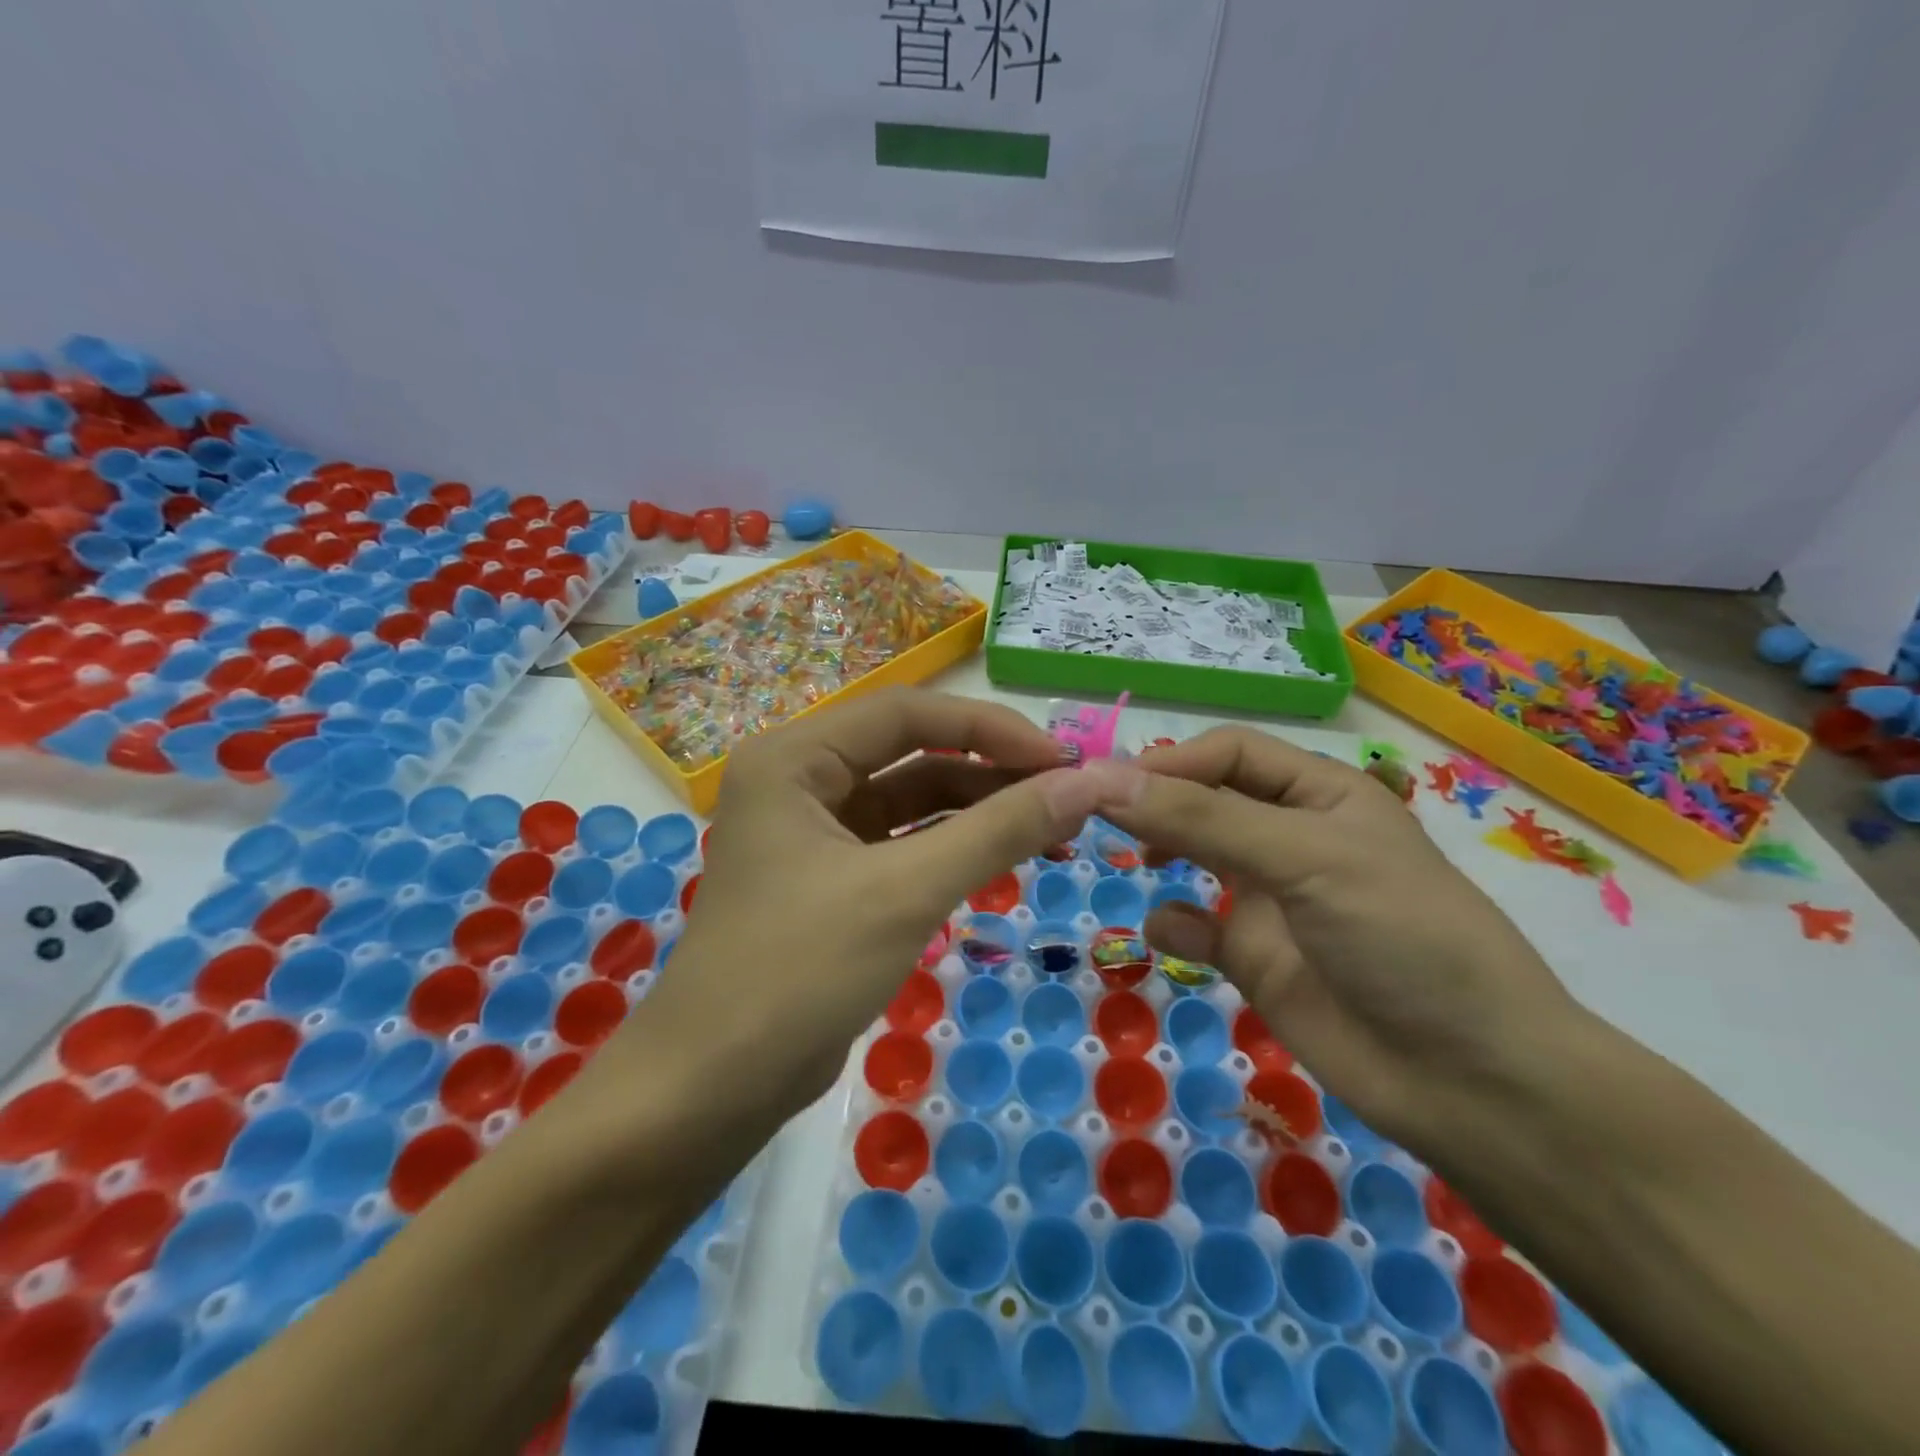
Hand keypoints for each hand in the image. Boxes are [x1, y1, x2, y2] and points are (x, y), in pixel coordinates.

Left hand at [633, 689, 1148, 1120]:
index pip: (907, 713)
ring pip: (912, 800)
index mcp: (794, 758)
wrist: (712, 1089)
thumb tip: (1087, 783)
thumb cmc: (797, 973)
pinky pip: (904, 843)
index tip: (1063, 762)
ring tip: (1054, 832)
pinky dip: (954, 847)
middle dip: (991, 772)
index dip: (991, 728)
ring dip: (979, 810)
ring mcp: (814, 831)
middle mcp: (800, 780)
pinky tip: (1006, 859)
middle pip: (911, 752)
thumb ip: (998, 830)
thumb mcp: (906, 892)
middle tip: (1068, 798)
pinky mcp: (832, 877)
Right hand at [1101, 726, 1581, 1153]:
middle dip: (1157, 804)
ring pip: (1195, 858)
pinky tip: (1172, 935)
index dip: (1172, 761)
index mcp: (1320, 794)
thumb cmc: (1400, 936)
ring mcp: (1271, 900)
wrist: (1471, 1081)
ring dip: (1161, 853)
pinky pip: (1196, 928)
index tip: (1112, 785)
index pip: (1230, 753)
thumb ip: (1202, 818)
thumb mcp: (1305, 858)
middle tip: (1099, 818)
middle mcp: (1291, 837)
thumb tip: (1103, 781)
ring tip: (1134, 863)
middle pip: (1206, 799)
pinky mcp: (1256, 958)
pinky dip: (1174, 926)